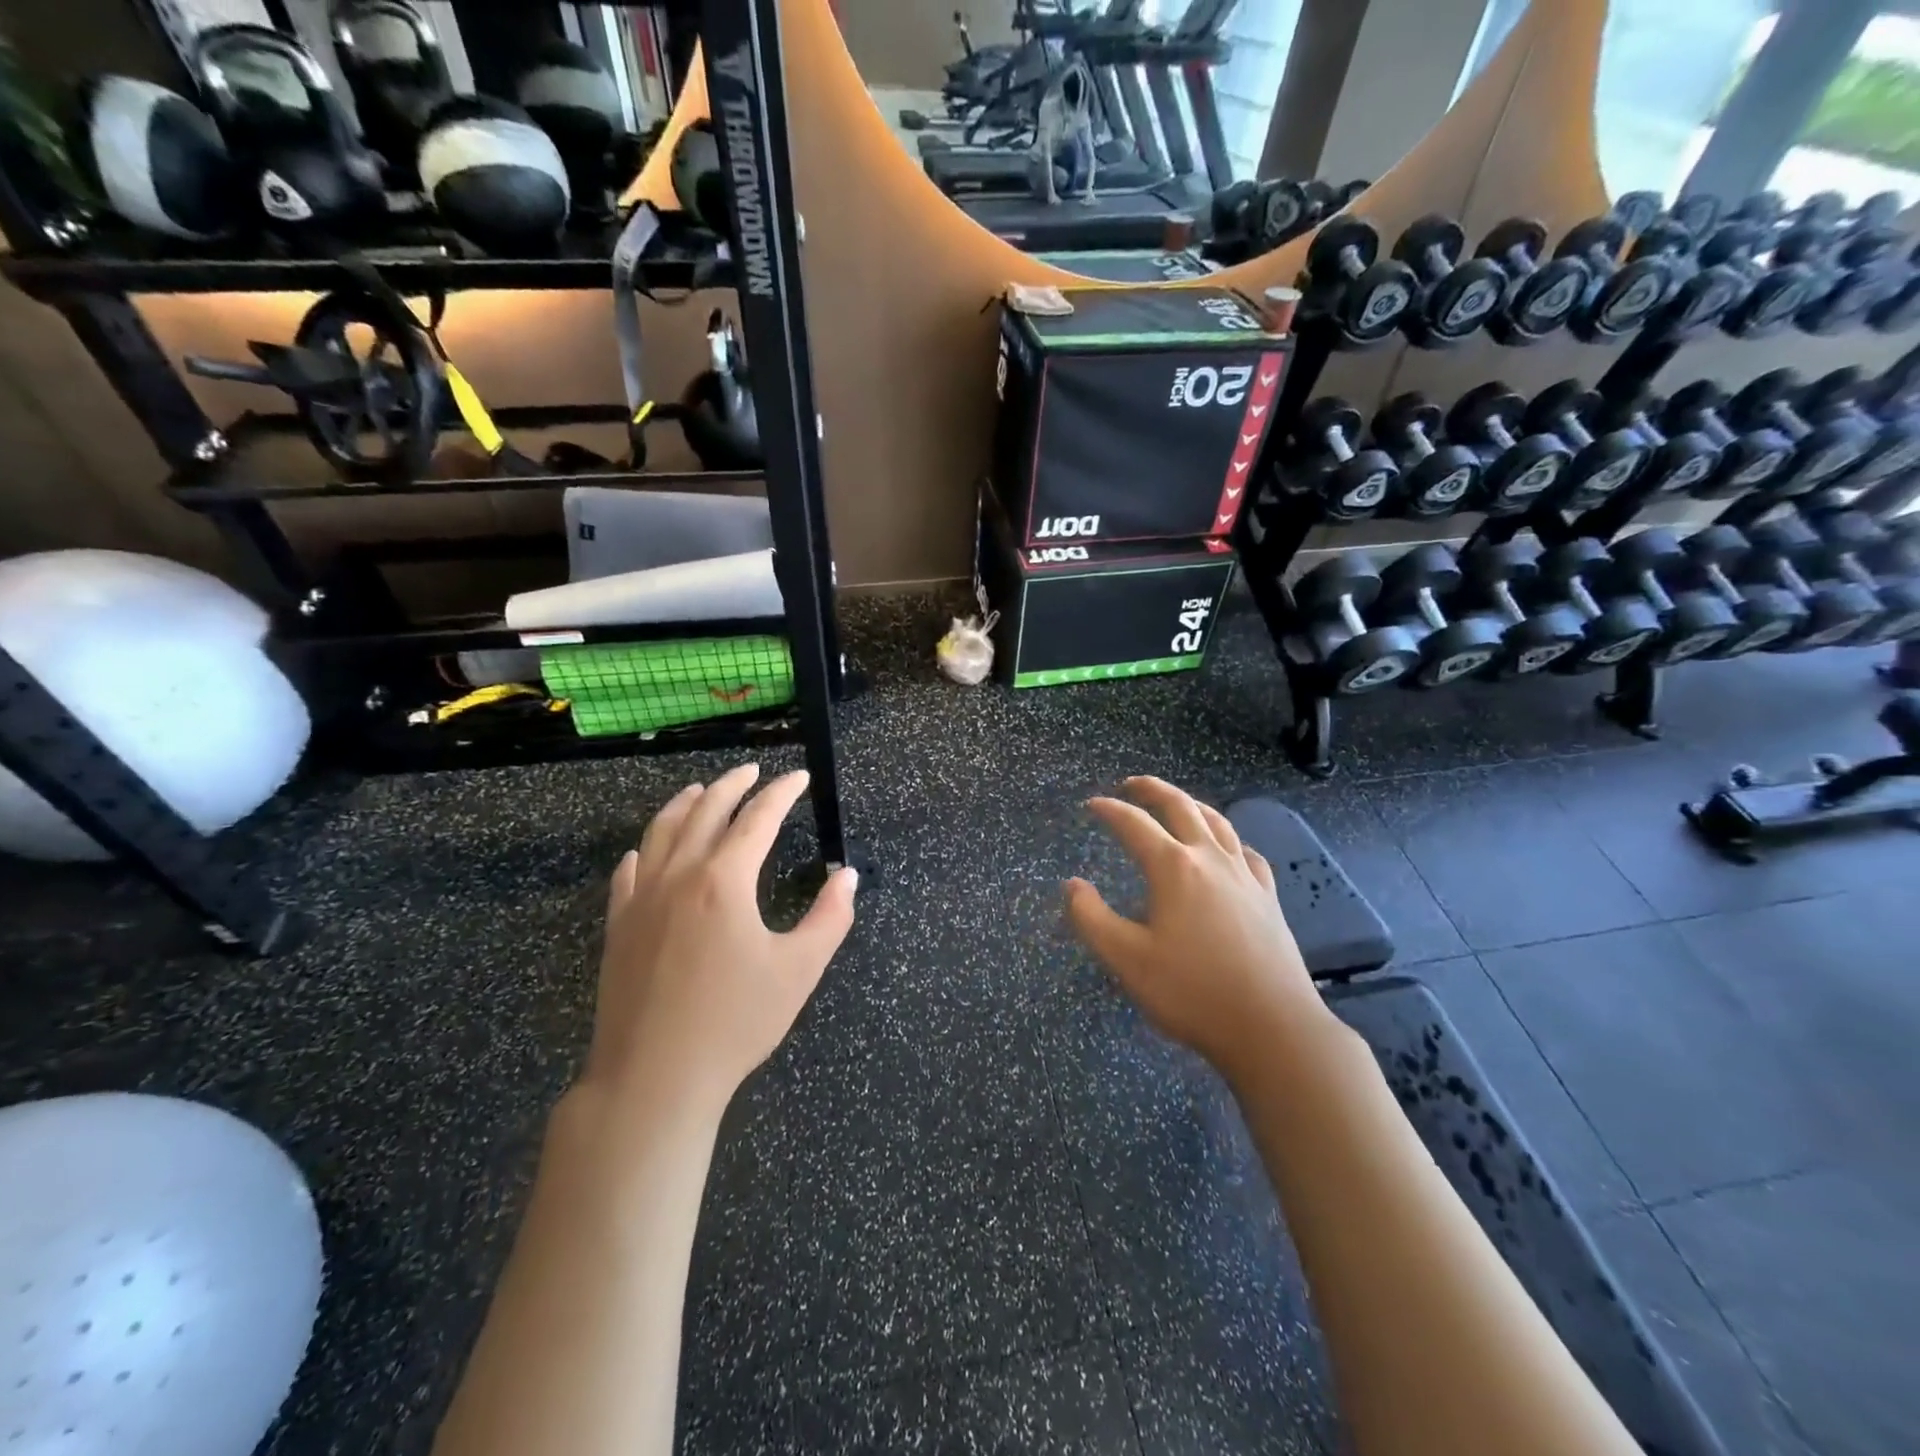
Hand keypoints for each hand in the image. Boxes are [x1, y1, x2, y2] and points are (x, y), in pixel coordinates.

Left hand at [583, 764, 857, 1121]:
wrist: (654, 1077)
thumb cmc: (735, 1022)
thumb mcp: (799, 970)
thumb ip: (830, 917)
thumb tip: (848, 876)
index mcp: (724, 880)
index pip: (758, 818)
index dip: (782, 793)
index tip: (799, 777)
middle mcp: (679, 875)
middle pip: (706, 811)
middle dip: (733, 785)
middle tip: (754, 771)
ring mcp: (641, 899)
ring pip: (661, 832)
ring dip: (685, 803)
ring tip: (702, 790)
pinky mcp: (618, 926)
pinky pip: (628, 872)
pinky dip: (644, 849)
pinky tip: (646, 850)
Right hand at [1065, 777, 1325, 1082]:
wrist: (1272, 1027)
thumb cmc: (1192, 992)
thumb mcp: (1126, 959)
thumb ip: (1091, 918)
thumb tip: (1072, 884)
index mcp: (1174, 867)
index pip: (1134, 824)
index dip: (1110, 810)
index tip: (1092, 804)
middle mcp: (1210, 859)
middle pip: (1181, 806)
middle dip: (1153, 789)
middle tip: (1131, 785)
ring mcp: (1245, 876)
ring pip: (1218, 822)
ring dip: (1191, 804)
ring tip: (1176, 803)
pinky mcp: (1268, 897)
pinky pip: (1246, 852)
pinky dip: (1228, 839)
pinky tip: (1226, 849)